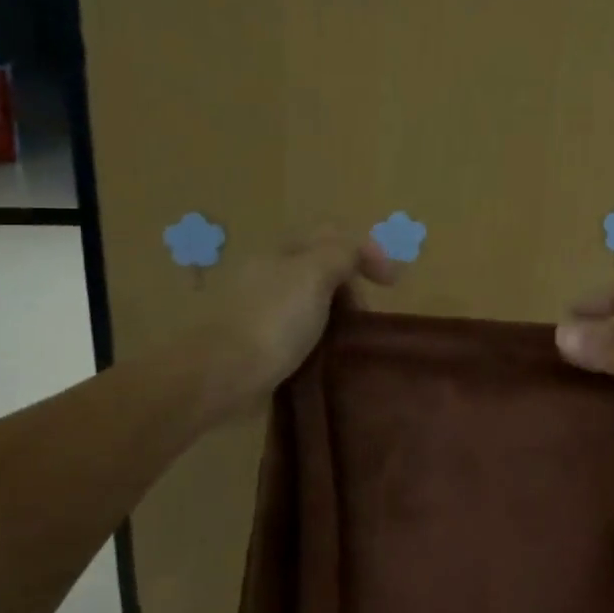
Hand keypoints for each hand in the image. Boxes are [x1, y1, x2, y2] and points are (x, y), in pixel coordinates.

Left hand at [206, 230, 395, 414]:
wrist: (221, 375)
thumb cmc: (273, 320)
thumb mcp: (314, 273)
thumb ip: (342, 253)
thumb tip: (358, 252)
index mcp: (281, 253)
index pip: (331, 237)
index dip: (366, 252)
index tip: (392, 283)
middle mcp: (268, 275)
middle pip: (320, 270)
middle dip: (351, 286)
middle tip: (366, 317)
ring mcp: (258, 311)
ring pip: (310, 303)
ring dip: (335, 316)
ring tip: (350, 341)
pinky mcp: (255, 344)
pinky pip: (296, 334)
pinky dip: (316, 340)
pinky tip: (325, 357)